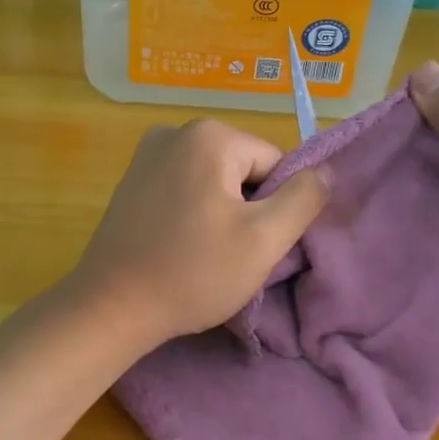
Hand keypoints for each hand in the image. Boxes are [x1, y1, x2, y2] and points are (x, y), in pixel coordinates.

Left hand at [64, 120, 328, 351]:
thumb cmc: (193, 273)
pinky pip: (183, 190)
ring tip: (204, 254)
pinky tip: (180, 247)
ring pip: (214, 182)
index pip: (274, 164)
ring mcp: (146, 155)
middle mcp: (175, 132)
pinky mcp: (130, 182)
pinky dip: (192, 216)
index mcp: (209, 136)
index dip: (275, 207)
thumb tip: (326, 171)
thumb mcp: (264, 240)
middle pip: (243, 170)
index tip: (253, 244)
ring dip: (221, 215)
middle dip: (247, 209)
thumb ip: (304, 199)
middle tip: (230, 254)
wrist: (112, 307)